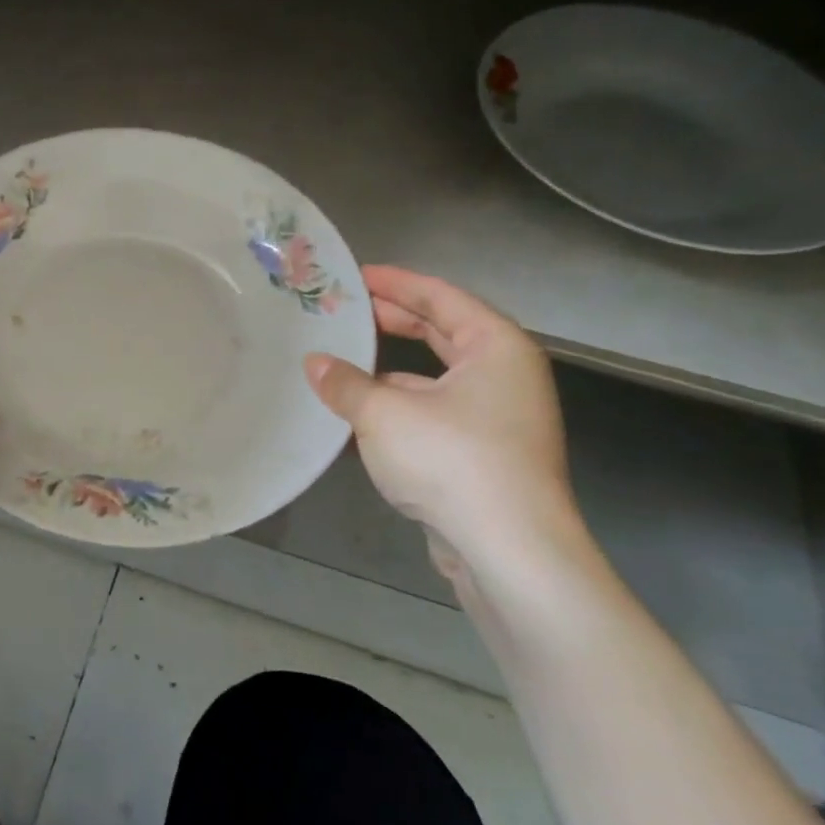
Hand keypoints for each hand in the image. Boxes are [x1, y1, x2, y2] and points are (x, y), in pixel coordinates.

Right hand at [304, 267, 573, 568]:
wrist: (509, 549)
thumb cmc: (452, 460)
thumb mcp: (384, 413)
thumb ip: (345, 383)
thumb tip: (314, 363)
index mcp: (496, 347)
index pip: (441, 296)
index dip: (396, 282)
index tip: (356, 275)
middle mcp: (505, 375)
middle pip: (442, 332)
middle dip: (393, 320)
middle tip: (346, 310)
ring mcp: (499, 418)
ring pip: (435, 378)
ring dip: (390, 370)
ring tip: (341, 363)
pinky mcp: (485, 455)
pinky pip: (434, 414)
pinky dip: (399, 407)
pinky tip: (359, 416)